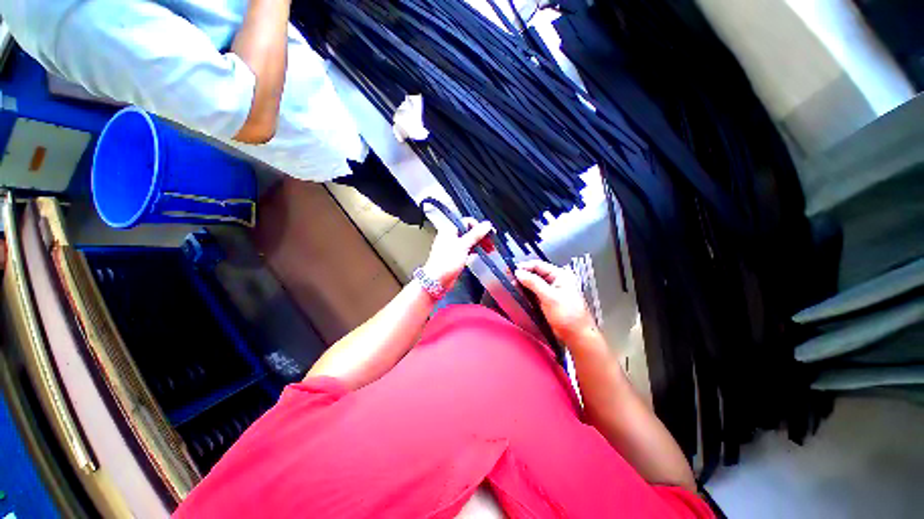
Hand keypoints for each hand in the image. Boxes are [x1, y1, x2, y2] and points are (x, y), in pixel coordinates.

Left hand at [423, 218, 493, 289]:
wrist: (437, 280)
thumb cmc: (445, 263)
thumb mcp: (463, 246)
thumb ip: (475, 234)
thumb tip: (486, 225)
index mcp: (449, 230)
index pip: (467, 222)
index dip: (479, 226)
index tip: (488, 232)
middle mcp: (450, 237)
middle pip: (469, 232)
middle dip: (481, 236)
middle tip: (491, 241)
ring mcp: (453, 247)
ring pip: (469, 241)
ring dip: (480, 243)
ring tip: (490, 248)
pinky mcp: (456, 256)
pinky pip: (468, 250)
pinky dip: (475, 250)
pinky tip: (482, 253)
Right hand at [515, 260, 596, 343]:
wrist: (576, 336)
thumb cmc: (567, 315)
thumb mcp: (549, 297)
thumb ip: (533, 282)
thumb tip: (518, 272)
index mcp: (561, 275)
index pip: (539, 265)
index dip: (524, 267)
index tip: (511, 270)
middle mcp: (556, 281)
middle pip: (536, 273)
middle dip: (523, 275)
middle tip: (510, 277)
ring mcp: (552, 291)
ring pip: (534, 283)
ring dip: (523, 283)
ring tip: (512, 285)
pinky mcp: (548, 300)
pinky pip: (534, 292)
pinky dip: (527, 292)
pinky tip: (519, 293)